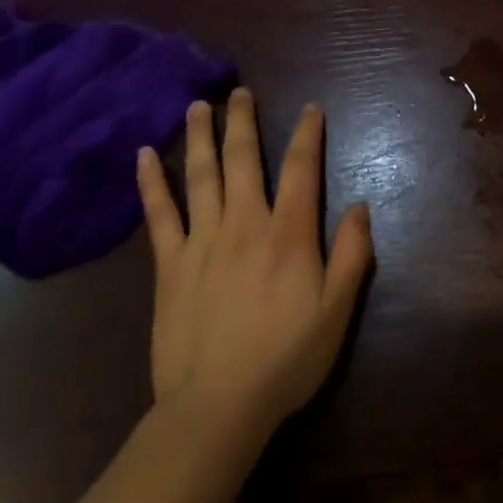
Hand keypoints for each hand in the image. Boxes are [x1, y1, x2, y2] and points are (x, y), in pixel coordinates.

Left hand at [135, 90, 372, 447]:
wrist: (215, 410)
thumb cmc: (285, 359)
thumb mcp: (337, 312)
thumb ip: (352, 254)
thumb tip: (360, 205)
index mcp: (288, 233)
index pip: (302, 168)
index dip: (308, 134)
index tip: (310, 108)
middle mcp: (245, 223)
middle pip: (244, 158)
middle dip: (243, 121)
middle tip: (240, 91)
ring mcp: (203, 241)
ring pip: (201, 175)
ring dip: (200, 137)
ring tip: (197, 106)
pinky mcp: (170, 265)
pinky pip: (159, 215)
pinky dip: (151, 183)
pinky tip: (143, 157)